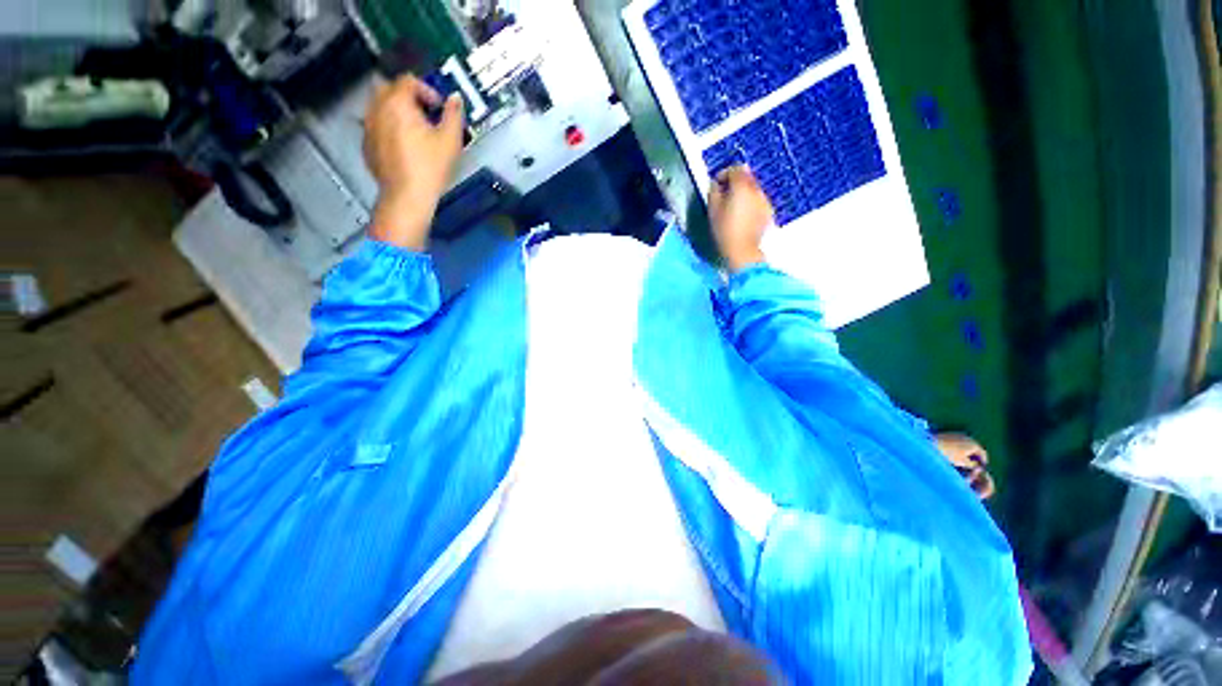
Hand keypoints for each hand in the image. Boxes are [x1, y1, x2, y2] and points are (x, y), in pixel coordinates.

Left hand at [364, 74, 464, 248]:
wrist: (407, 196)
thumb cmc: (431, 166)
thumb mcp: (450, 140)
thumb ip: (454, 114)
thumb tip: (455, 98)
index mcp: (397, 102)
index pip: (409, 80)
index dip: (427, 90)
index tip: (439, 108)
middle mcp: (377, 108)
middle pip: (390, 89)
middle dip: (409, 97)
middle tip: (427, 116)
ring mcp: (368, 126)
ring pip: (380, 106)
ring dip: (397, 111)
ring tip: (415, 131)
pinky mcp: (366, 144)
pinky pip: (376, 125)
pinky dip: (389, 127)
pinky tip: (403, 146)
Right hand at [708, 166, 771, 271]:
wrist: (742, 250)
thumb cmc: (724, 230)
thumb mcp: (713, 210)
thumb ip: (714, 191)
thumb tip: (715, 183)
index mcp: (741, 186)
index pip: (735, 169)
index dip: (724, 174)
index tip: (716, 184)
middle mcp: (756, 189)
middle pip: (746, 177)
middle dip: (735, 182)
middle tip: (724, 195)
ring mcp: (764, 200)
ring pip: (753, 189)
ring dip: (743, 192)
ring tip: (733, 207)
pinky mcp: (768, 211)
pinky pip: (758, 200)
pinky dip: (751, 203)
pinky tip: (743, 216)